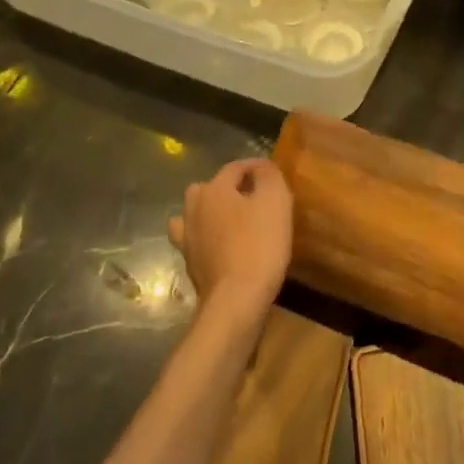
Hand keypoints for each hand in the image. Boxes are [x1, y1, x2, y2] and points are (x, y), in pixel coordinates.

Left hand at [168, 159, 291, 333]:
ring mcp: (187, 236)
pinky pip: (194, 239)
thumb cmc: (260, 244)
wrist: (237, 297)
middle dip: (229, 187)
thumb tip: (262, 166)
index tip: (273, 173)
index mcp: (214, 189)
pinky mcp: (189, 261)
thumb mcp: (276, 201)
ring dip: (211, 210)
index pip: (235, 167)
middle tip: (254, 197)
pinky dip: (205, 236)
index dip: (256, 166)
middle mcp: (194, 207)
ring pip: (195, 212)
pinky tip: (217, 243)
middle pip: (210, 187)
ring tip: (232, 219)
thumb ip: (268, 175)